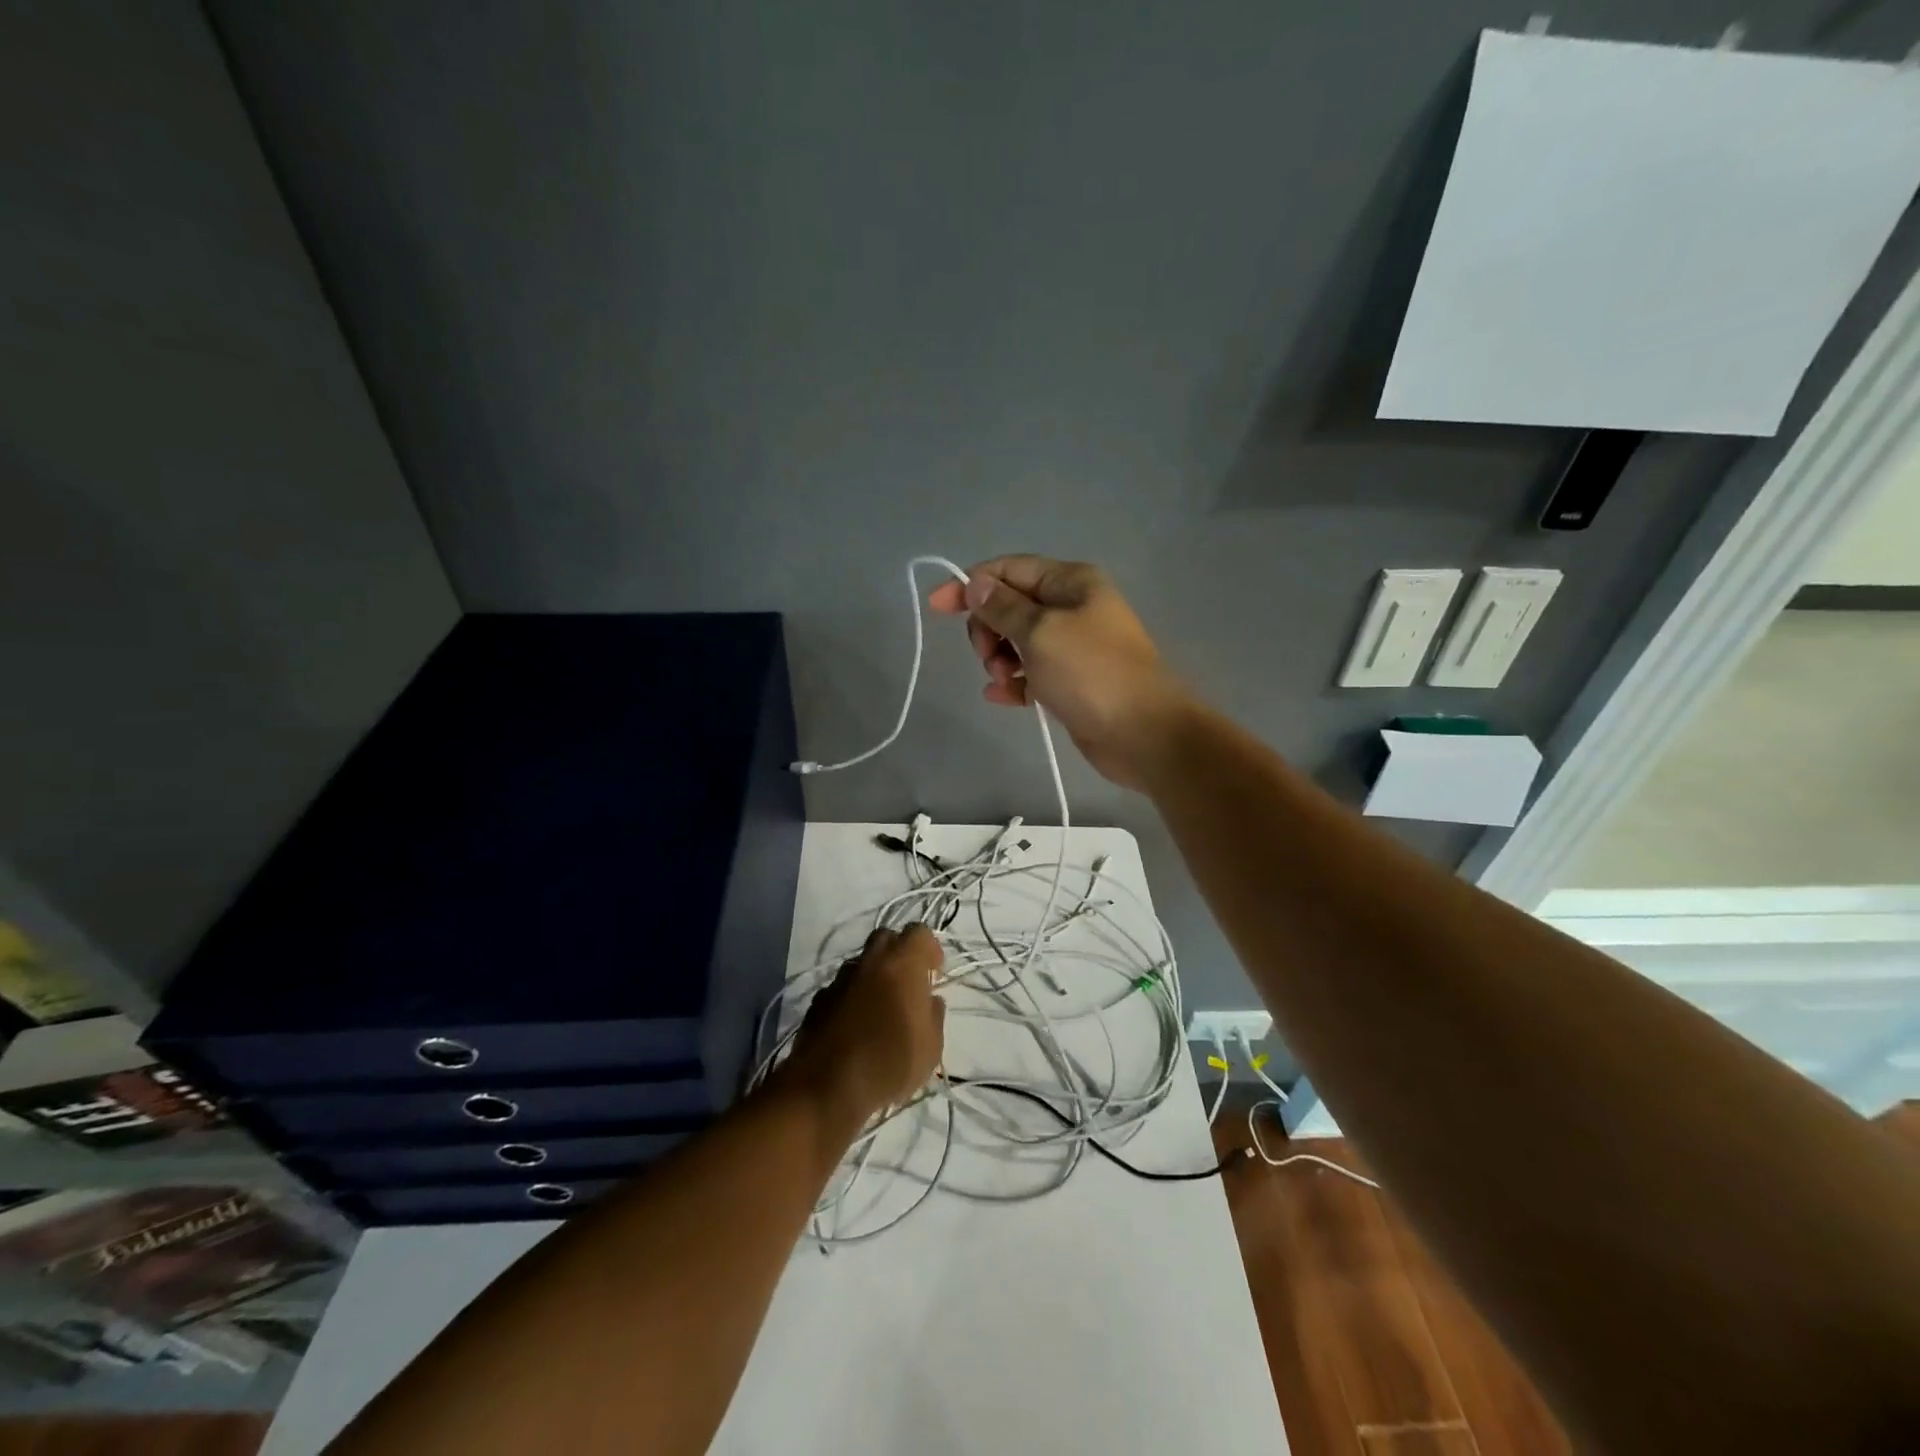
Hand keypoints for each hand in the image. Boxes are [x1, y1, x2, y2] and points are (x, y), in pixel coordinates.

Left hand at [789, 925, 945, 1115]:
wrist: (826, 1087)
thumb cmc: (889, 1063)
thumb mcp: (931, 1047)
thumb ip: (934, 1016)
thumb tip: (930, 1000)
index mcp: (901, 964)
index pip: (919, 932)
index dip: (930, 948)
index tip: (934, 972)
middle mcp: (869, 962)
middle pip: (885, 937)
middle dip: (899, 953)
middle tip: (908, 983)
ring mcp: (839, 980)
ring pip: (861, 963)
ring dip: (873, 976)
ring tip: (880, 1008)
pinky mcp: (817, 1001)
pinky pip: (841, 989)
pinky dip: (851, 998)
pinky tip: (855, 1026)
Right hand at [928, 556, 1191, 787]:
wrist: (1143, 733)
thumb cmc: (1091, 672)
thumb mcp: (1040, 632)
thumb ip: (1003, 607)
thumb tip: (976, 584)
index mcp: (1071, 582)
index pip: (1009, 570)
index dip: (970, 585)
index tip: (937, 607)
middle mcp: (1073, 608)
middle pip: (1011, 606)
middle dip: (988, 628)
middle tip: (988, 655)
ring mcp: (1074, 647)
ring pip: (1018, 642)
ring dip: (1000, 657)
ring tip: (1002, 679)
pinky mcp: (1072, 683)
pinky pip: (1031, 674)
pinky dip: (1014, 682)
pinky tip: (1001, 696)